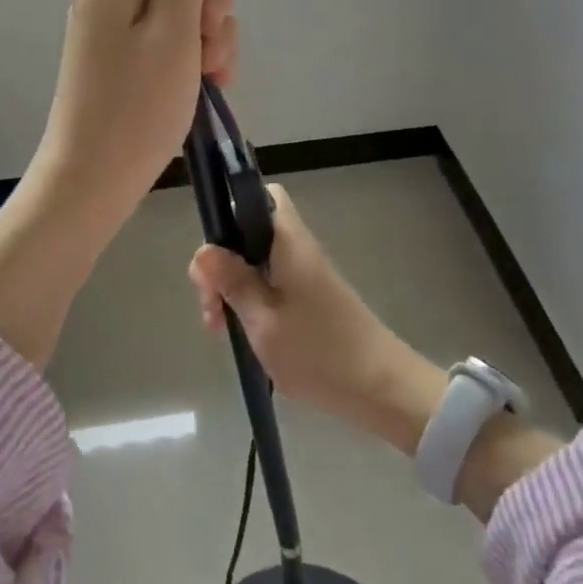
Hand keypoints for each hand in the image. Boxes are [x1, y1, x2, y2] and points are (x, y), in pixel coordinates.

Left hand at [33, 0, 236, 229]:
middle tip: (208, 35)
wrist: (96, 180)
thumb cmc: (135, 104)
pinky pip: (173, 36)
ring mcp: (120, 29)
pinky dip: (196, 53)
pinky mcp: (132, 59)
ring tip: (210, 71)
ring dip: (210, 30)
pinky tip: (211, 82)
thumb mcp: (173, 30)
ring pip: (181, 3)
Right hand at [188, 186, 423, 427]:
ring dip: (232, 288)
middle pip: (247, 233)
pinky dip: (250, 302)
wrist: (379, 387)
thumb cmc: (317, 350)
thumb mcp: (262, 319)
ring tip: (220, 328)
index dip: (229, 211)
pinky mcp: (309, 297)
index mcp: (287, 240)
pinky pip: (269, 284)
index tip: (212, 256)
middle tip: (211, 305)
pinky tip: (242, 333)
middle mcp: (296, 248)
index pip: (258, 196)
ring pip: (255, 262)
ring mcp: (305, 273)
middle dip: (221, 263)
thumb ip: (232, 281)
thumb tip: (202, 248)